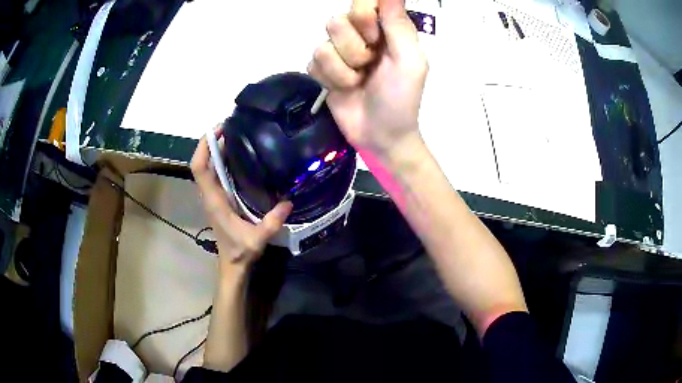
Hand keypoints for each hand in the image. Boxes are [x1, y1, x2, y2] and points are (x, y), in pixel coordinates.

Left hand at [191, 125, 292, 275]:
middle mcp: (210, 195)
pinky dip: (221, 161)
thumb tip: (289, 201)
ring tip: (235, 136)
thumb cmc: (240, 252)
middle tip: (230, 127)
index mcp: (214, 200)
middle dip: (211, 142)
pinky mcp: (218, 200)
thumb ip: (272, 221)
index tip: (218, 130)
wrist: (232, 265)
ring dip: (215, 150)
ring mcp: (213, 197)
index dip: (204, 146)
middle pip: (201, 163)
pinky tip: (238, 157)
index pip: (199, 168)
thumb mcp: (258, 238)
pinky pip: (215, 175)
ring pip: (207, 168)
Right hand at [308, 0, 427, 159]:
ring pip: (322, 45)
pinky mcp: (322, 70)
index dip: (363, 18)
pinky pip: (313, 63)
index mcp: (383, 28)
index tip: (375, 38)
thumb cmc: (401, 97)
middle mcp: (358, 34)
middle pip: (337, 21)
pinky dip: (331, 80)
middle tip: (371, 64)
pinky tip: (345, 89)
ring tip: (359, 81)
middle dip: (355, 49)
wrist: (380, 135)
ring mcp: (338, 52)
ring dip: (344, 69)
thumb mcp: (409, 60)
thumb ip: (398, 23)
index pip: (362, 3)